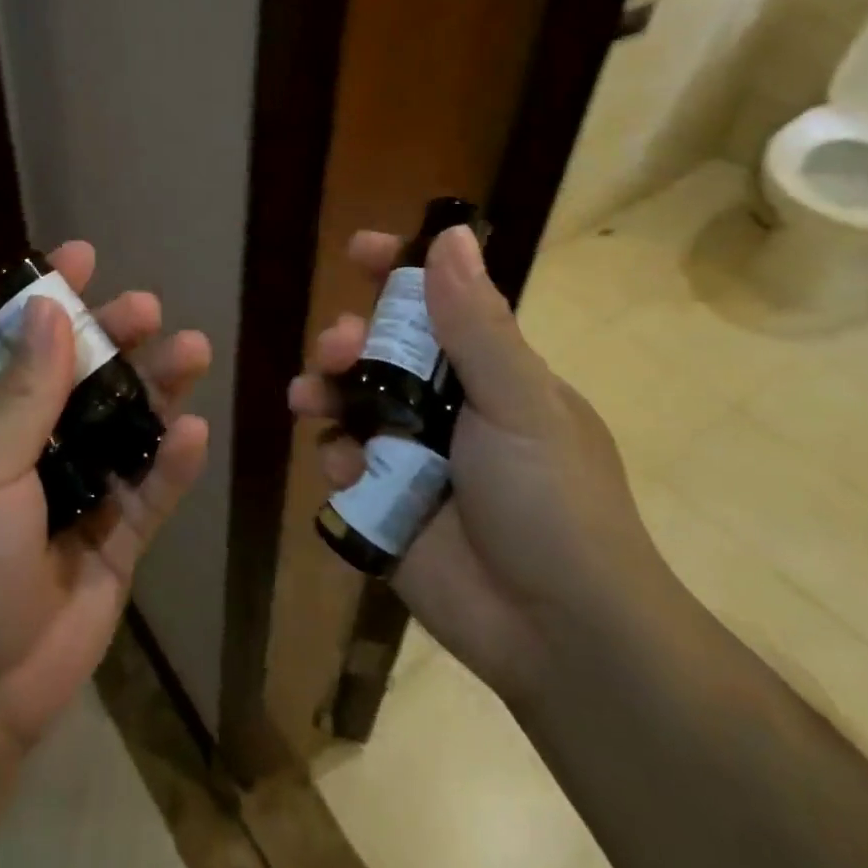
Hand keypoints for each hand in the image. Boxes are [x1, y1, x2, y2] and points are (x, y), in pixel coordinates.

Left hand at [0, 242, 210, 751]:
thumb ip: (21, 394)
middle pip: (83, 380)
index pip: (19, 346)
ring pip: (126, 428)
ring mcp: (77, 495)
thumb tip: (50, 309)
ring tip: (192, 351)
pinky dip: (171, 464)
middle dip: (116, 339)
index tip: (84, 256)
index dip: (49, 300)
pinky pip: (149, 492)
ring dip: (158, 391)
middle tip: (149, 310)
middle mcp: (31, 451)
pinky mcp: (114, 541)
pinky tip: (196, 433)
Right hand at [289, 225, 664, 699]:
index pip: (437, 304)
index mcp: (488, 373)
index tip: (357, 250)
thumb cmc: (551, 501)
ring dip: (324, 390)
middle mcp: (447, 407)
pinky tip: (343, 468)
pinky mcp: (385, 502)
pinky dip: (335, 457)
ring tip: (307, 396)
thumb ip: (476, 322)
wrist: (560, 633)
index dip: (397, 272)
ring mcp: (413, 456)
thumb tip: (450, 233)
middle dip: (348, 340)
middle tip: (335, 348)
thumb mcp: (520, 401)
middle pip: (380, 351)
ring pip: (350, 403)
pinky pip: (343, 462)